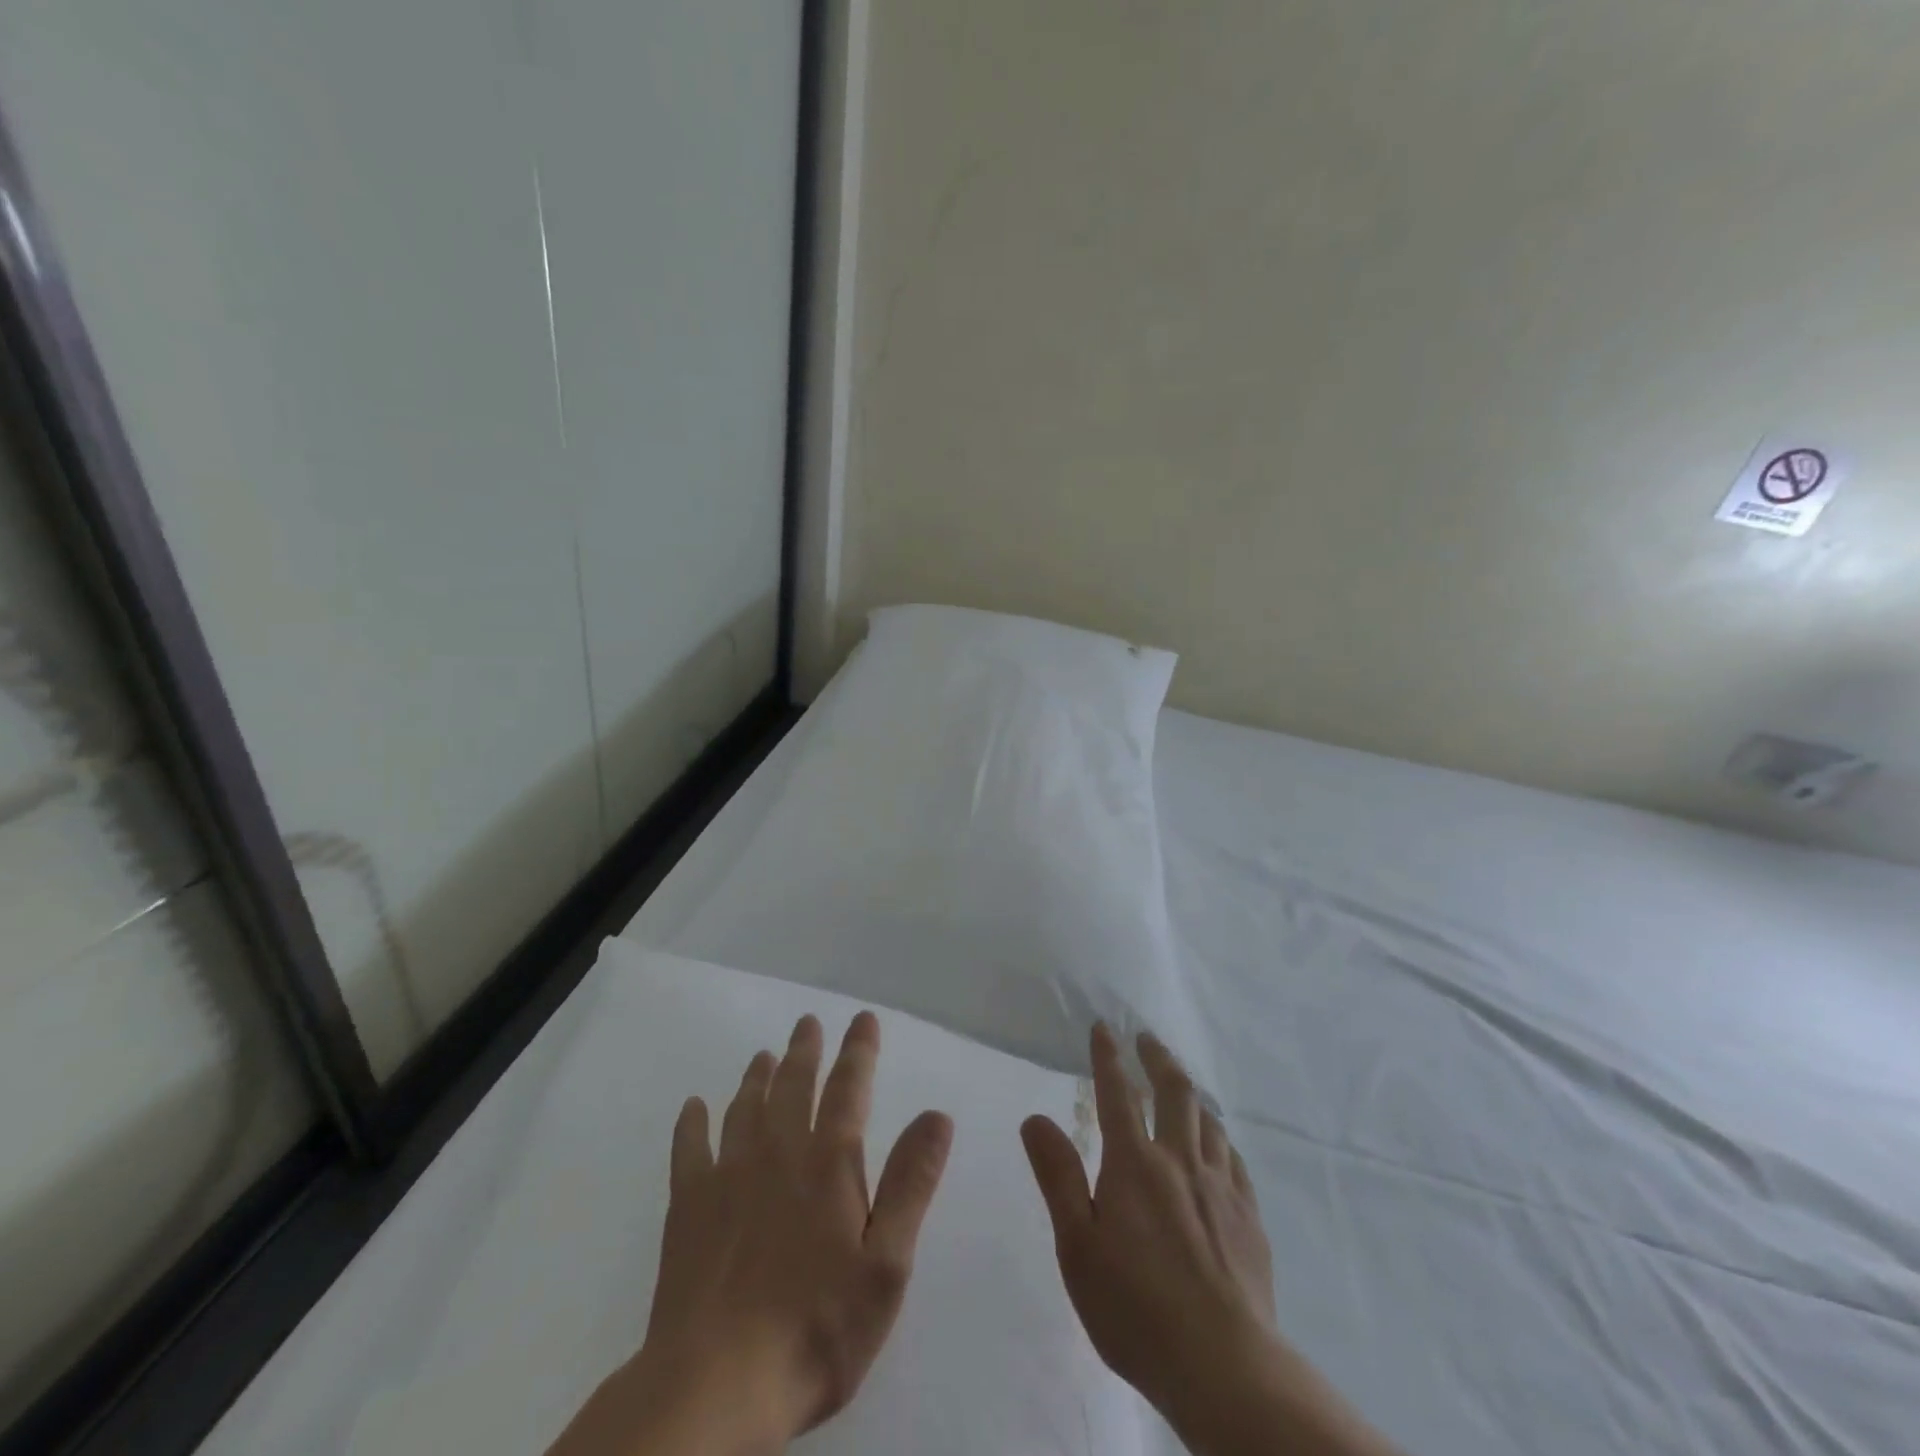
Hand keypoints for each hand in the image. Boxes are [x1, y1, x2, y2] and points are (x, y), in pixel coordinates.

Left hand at [547, 1012, 953, 1455]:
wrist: (716, 1385)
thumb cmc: (817, 1327)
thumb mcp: (886, 1264)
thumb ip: (911, 1184)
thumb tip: (936, 1115)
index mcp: (829, 1162)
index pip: (849, 1087)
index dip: (859, 1049)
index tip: (863, 1019)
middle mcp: (778, 1152)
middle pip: (793, 1085)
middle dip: (805, 1050)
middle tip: (807, 1022)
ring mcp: (728, 1176)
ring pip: (745, 1107)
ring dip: (757, 1077)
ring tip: (764, 1055)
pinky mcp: (688, 1207)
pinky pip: (689, 1148)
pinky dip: (692, 1122)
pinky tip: (694, 1106)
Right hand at [1021, 1024, 1275, 1423]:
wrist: (1223, 1367)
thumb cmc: (1135, 1308)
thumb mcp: (1077, 1245)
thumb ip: (1058, 1176)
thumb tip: (1036, 1119)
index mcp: (1135, 1164)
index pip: (1117, 1093)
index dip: (1108, 1056)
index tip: (1104, 1028)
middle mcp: (1180, 1161)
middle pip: (1175, 1092)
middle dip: (1158, 1058)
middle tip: (1147, 1039)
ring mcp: (1220, 1187)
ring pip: (1209, 1120)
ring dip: (1191, 1094)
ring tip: (1181, 1087)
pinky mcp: (1248, 1217)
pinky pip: (1234, 1158)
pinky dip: (1220, 1137)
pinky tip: (1217, 1145)